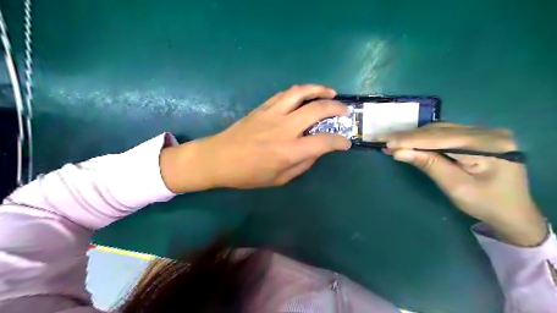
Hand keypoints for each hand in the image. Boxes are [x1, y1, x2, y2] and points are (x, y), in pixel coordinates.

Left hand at [162, 85, 349, 191]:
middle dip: (337, 108)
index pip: (324, 141)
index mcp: (289, 151)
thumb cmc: (248, 174)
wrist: (219, 158)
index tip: (346, 142)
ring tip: (331, 92)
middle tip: (345, 111)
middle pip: (317, 110)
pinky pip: (286, 94)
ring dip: (320, 90)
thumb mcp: (279, 179)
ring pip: (301, 93)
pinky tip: (306, 96)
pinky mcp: (263, 107)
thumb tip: (317, 151)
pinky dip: (301, 91)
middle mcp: (284, 128)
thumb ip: (302, 164)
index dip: (339, 141)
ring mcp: (273, 114)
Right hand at [381, 122, 546, 246]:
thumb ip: (429, 165)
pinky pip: (446, 133)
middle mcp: (489, 132)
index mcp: (490, 145)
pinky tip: (411, 142)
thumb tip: (399, 152)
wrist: (513, 213)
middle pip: (441, 130)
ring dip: (416, 136)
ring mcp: (484, 132)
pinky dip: (426, 138)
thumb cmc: (486, 204)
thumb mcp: (456, 187)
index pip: (442, 138)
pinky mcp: (477, 137)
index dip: (411, 139)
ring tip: (393, 142)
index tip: (386, 141)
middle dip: (410, 136)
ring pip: (441, 129)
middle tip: (385, 140)